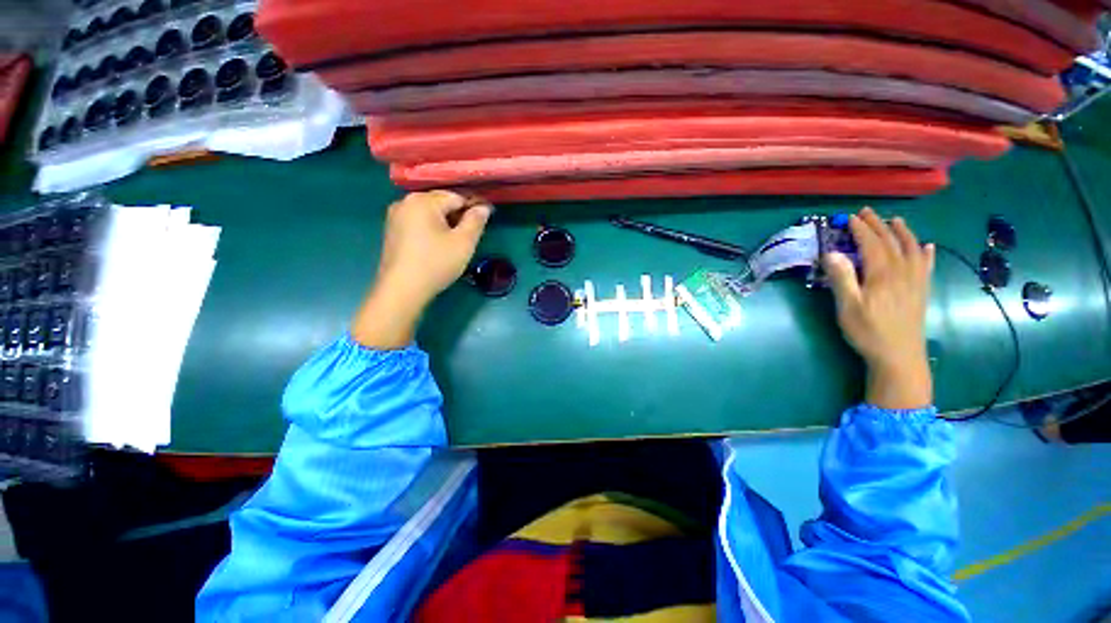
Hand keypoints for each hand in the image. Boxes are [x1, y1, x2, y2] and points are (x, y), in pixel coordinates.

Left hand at [352, 191, 491, 348]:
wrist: (402, 289)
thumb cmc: (436, 263)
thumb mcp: (464, 243)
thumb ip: (476, 221)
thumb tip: (484, 207)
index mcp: (423, 200)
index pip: (457, 196)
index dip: (474, 208)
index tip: (485, 222)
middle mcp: (405, 201)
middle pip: (441, 202)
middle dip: (458, 216)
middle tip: (470, 236)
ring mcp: (395, 216)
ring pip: (429, 213)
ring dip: (446, 223)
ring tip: (455, 243)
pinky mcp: (392, 231)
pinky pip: (418, 222)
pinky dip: (431, 229)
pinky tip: (437, 246)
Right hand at [823, 208, 934, 409]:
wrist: (899, 356)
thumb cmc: (868, 331)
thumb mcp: (848, 306)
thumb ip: (841, 278)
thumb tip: (832, 253)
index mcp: (882, 274)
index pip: (872, 244)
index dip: (861, 229)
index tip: (849, 218)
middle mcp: (902, 272)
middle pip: (891, 242)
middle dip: (878, 225)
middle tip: (866, 212)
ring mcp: (915, 281)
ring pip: (911, 249)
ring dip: (903, 233)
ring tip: (895, 220)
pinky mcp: (921, 292)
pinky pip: (926, 266)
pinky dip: (926, 253)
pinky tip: (927, 247)